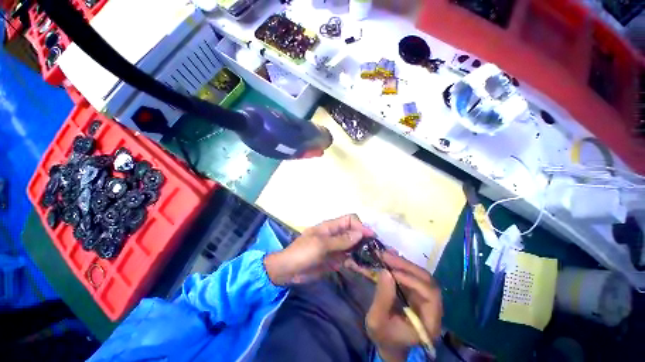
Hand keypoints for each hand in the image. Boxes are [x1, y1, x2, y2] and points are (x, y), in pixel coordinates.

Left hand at [264, 215, 371, 285]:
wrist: (289, 270)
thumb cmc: (303, 252)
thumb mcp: (321, 245)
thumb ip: (341, 240)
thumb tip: (360, 233)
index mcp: (330, 227)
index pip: (349, 220)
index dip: (360, 226)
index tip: (370, 237)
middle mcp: (335, 235)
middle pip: (353, 232)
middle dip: (364, 239)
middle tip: (377, 250)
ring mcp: (336, 247)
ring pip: (353, 246)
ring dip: (362, 251)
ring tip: (374, 260)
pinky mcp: (335, 259)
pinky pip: (348, 258)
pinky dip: (356, 262)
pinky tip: (364, 268)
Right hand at [364, 252, 442, 361]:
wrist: (388, 342)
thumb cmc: (383, 337)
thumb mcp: (377, 321)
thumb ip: (382, 298)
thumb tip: (385, 271)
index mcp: (429, 322)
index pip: (430, 295)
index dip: (413, 281)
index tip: (391, 272)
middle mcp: (432, 308)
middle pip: (427, 281)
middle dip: (407, 266)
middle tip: (387, 256)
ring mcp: (425, 299)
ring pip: (420, 275)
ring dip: (403, 263)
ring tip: (386, 255)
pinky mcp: (416, 293)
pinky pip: (412, 275)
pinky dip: (401, 266)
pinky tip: (390, 258)